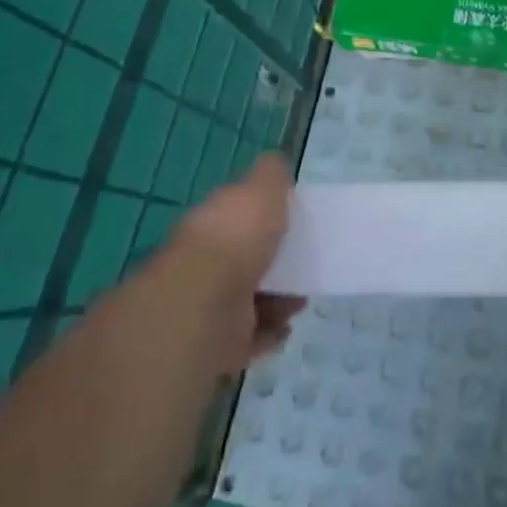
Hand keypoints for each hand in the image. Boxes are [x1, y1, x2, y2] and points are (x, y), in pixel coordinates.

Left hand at [167, 152, 304, 372]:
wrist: (205, 304)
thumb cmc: (237, 237)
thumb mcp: (262, 188)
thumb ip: (271, 174)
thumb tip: (276, 163)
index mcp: (212, 221)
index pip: (235, 214)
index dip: (261, 215)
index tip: (291, 220)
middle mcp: (204, 260)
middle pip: (243, 258)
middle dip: (274, 263)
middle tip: (302, 264)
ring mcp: (206, 303)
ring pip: (248, 299)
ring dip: (277, 299)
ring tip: (299, 301)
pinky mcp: (214, 342)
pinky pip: (247, 338)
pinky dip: (267, 335)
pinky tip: (284, 330)